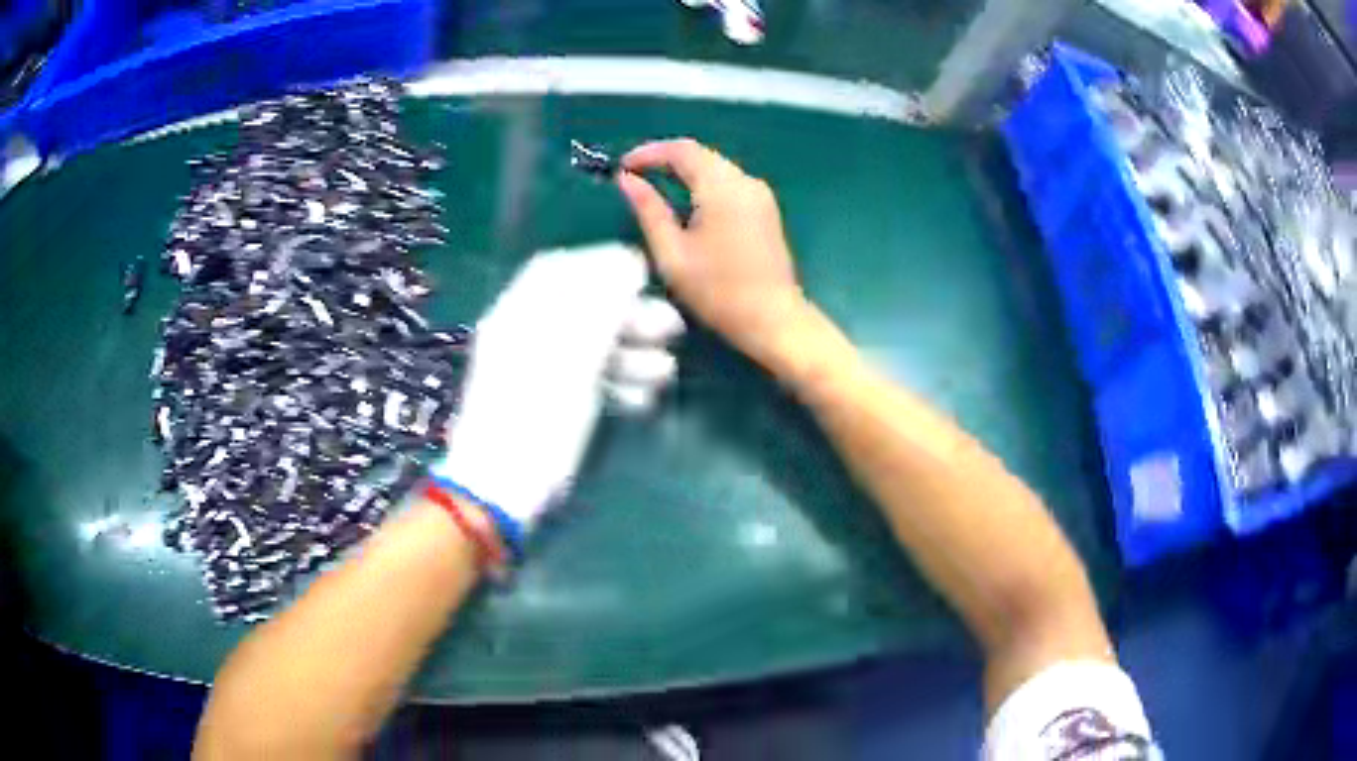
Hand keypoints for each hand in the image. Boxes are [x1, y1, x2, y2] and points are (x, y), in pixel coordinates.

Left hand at [431, 243, 682, 539]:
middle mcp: (527, 334)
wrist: (501, 489)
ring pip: (591, 346)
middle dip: (630, 315)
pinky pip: (588, 379)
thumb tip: (629, 262)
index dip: (604, 264)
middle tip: (672, 328)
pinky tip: (642, 399)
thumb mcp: (572, 355)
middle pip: (583, 307)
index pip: (560, 268)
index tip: (646, 276)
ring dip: (632, 353)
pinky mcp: (552, 402)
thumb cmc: (534, 416)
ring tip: (664, 372)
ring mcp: (539, 370)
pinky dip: (617, 383)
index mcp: (519, 313)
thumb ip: (602, 305)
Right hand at [618, 139, 810, 367]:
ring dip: (686, 171)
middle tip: (636, 175)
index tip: (623, 166)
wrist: (773, 319)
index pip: (682, 151)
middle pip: (702, 156)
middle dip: (666, 159)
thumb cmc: (718, 291)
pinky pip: (730, 183)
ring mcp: (760, 196)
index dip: (650, 152)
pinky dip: (704, 185)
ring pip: (717, 168)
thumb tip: (627, 180)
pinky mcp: (766, 210)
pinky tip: (688, 204)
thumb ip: (648, 210)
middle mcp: (745, 182)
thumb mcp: (672, 253)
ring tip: (656, 188)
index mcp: (722, 188)